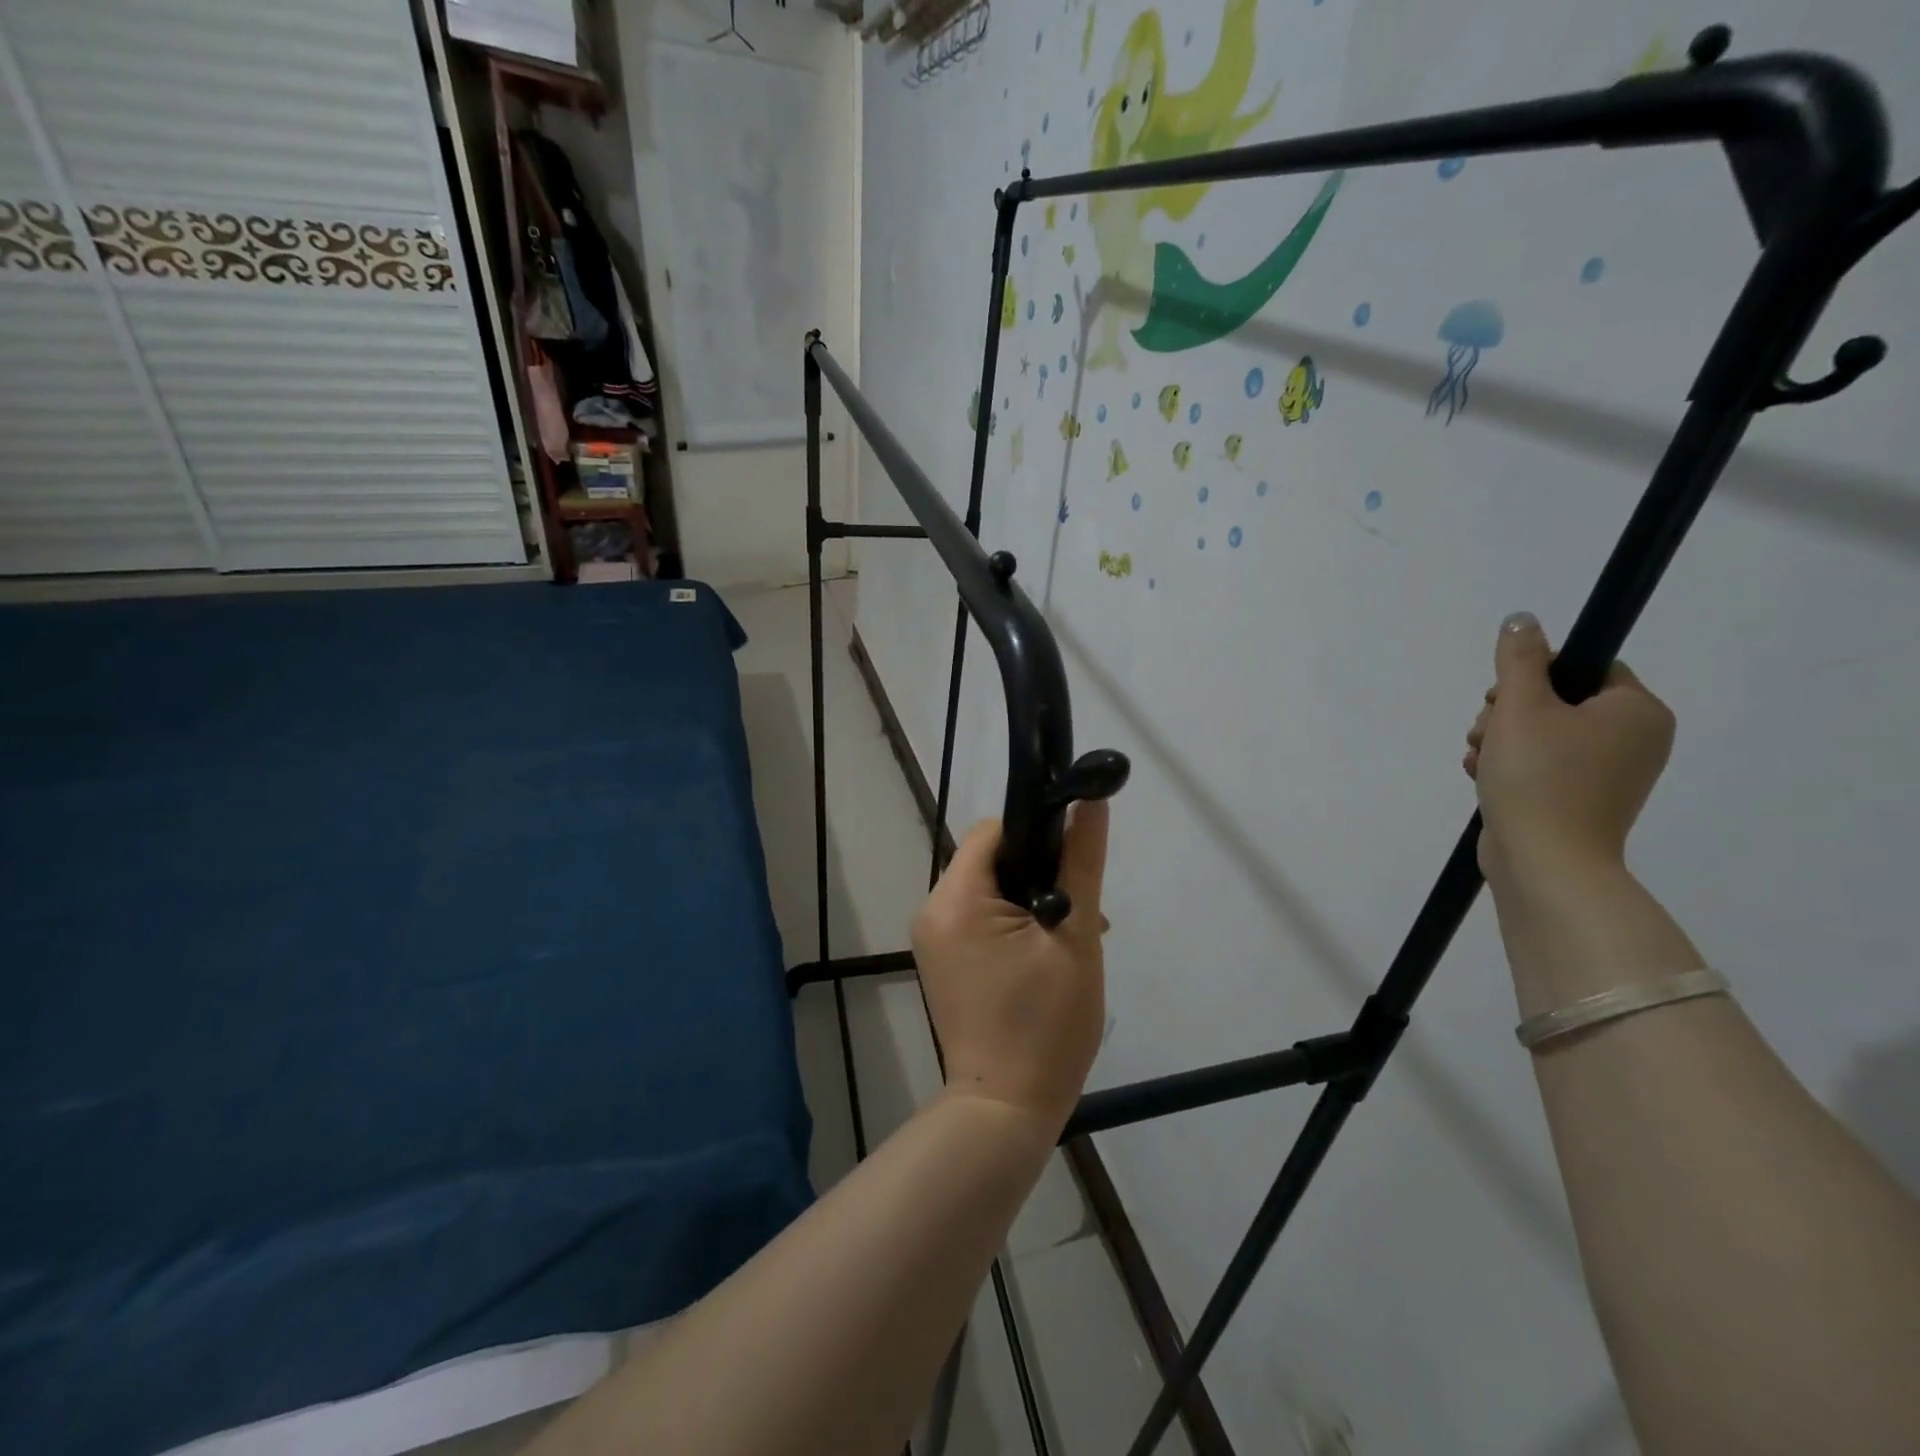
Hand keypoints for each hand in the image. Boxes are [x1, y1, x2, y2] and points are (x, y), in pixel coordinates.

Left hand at [911, 804, 1109, 1133]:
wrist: (1006, 1109)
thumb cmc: (1045, 1024)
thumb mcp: (1075, 937)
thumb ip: (1081, 863)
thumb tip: (1090, 801)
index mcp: (956, 898)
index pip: (994, 832)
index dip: (1038, 835)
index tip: (1074, 862)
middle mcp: (932, 910)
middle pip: (989, 860)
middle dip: (1038, 873)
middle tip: (1080, 909)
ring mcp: (933, 939)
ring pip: (987, 890)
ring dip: (1029, 900)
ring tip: (1069, 938)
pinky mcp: (941, 962)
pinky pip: (977, 919)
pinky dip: (1011, 924)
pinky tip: (1044, 954)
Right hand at [1464, 612, 1675, 887]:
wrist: (1544, 862)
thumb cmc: (1538, 777)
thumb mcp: (1520, 706)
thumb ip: (1519, 659)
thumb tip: (1523, 620)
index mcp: (1636, 711)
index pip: (1585, 668)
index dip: (1534, 675)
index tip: (1501, 696)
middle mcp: (1634, 740)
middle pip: (1557, 701)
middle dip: (1507, 713)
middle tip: (1485, 732)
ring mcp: (1608, 774)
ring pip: (1541, 734)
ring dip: (1498, 740)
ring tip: (1478, 759)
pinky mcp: (1579, 800)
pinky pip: (1540, 765)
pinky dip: (1507, 765)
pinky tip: (1481, 776)